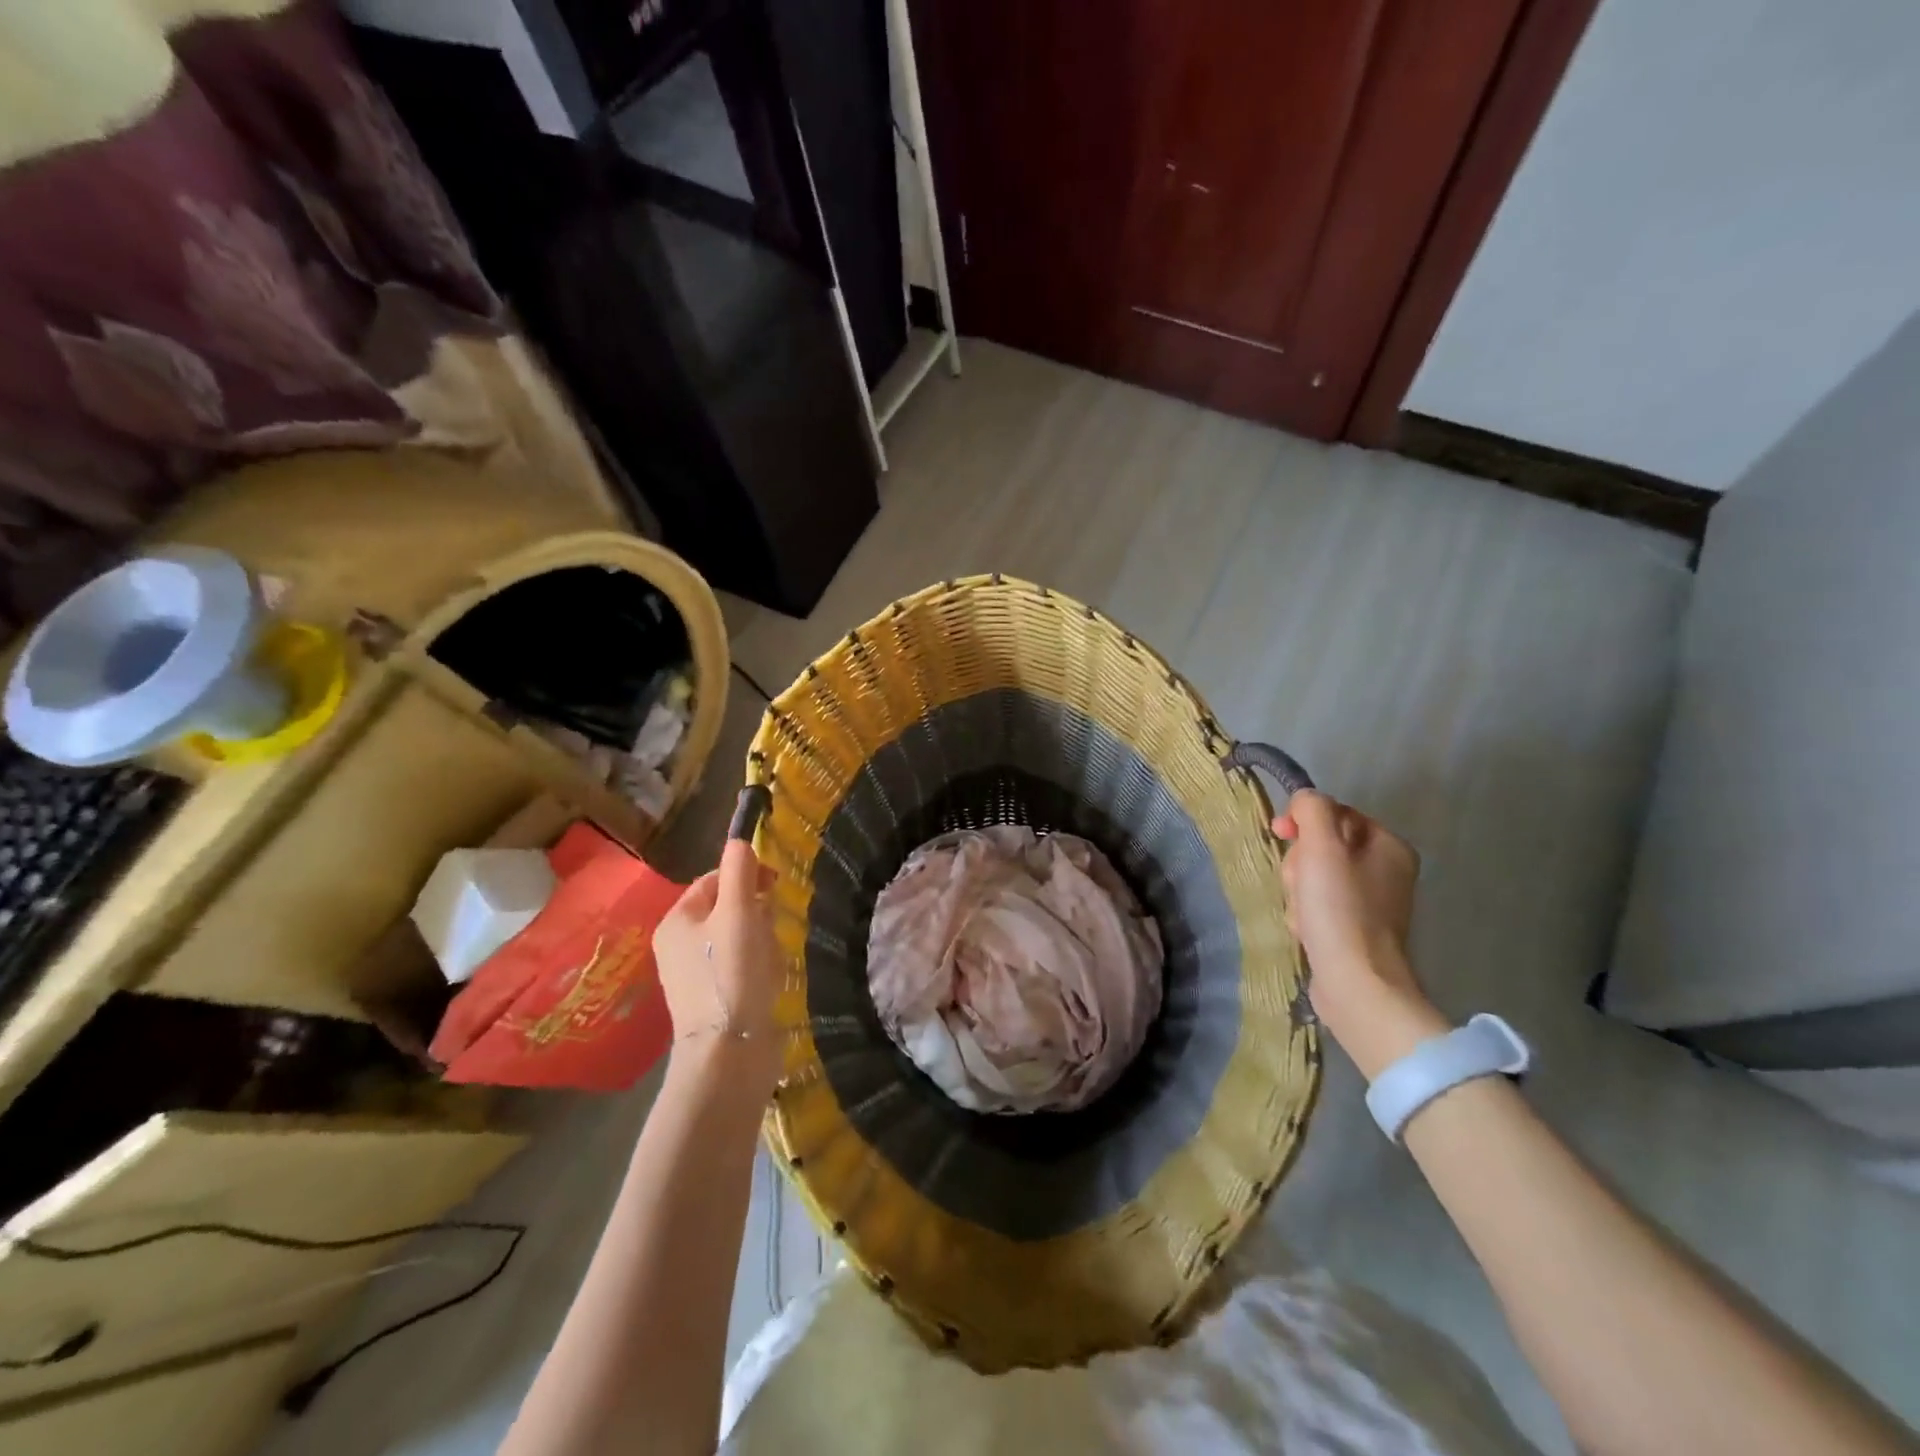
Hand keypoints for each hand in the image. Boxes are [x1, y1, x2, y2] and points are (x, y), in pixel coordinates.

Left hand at [652, 838, 783, 1091]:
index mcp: (676, 920)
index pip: (714, 880)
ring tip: (770, 960)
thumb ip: (740, 872)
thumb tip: (740, 840)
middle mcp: (678, 946)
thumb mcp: (738, 913)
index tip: (774, 887)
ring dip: (762, 940)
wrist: (729, 1052)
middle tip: (770, 929)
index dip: (745, 876)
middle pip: (728, 908)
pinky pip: (741, 966)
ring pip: (738, 937)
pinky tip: (769, 981)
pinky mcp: (714, 999)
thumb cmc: (731, 973)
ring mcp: (694, 975)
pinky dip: (759, 967)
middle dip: (756, 913)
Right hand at [1273, 790, 1444, 1076]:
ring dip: (1297, 892)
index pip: (1333, 813)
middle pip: (1321, 846)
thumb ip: (1312, 810)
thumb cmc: (1339, 909)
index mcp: (1388, 845)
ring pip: (1313, 877)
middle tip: (1300, 886)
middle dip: (1299, 864)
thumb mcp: (1321, 847)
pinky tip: (1306, 931)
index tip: (1281, 834)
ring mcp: (1372, 903)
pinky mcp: (1354, 931)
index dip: (1303, 822)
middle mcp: (1387, 870)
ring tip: (1303, 915)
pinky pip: (1317, 906)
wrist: (1355, 983)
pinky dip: (1305, 915)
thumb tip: (1304, 800)